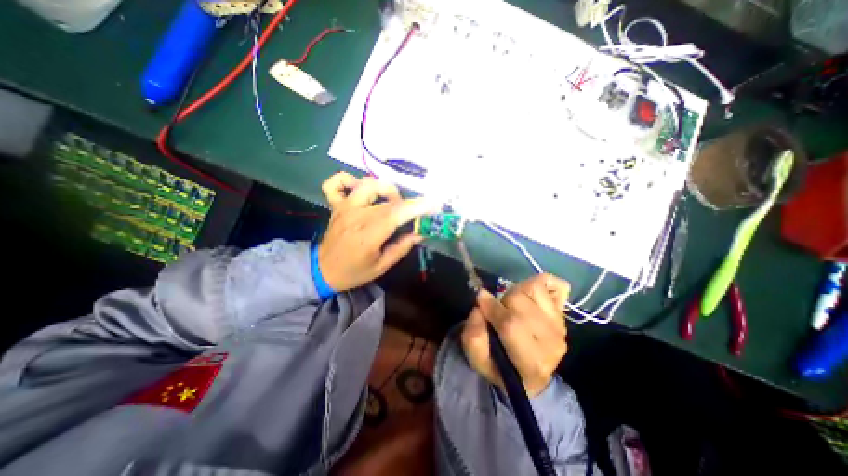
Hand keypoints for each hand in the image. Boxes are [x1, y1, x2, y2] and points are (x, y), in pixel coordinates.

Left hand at [317, 169, 437, 290]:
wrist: (322, 271)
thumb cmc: (353, 272)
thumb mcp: (381, 266)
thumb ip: (401, 247)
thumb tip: (420, 233)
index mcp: (369, 234)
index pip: (397, 213)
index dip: (417, 206)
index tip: (434, 204)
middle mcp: (356, 215)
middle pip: (387, 197)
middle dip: (406, 202)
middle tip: (410, 214)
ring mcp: (344, 207)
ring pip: (367, 183)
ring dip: (385, 189)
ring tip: (390, 201)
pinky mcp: (336, 205)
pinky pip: (337, 183)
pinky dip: (348, 180)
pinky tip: (359, 189)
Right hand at [461, 273, 571, 395]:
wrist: (530, 375)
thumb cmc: (500, 367)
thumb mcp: (478, 361)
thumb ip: (474, 335)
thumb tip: (480, 306)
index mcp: (530, 361)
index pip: (511, 324)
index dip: (492, 307)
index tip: (480, 299)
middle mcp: (551, 342)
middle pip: (520, 301)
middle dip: (503, 301)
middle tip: (497, 309)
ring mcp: (560, 326)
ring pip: (534, 289)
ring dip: (518, 292)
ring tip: (512, 305)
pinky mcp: (563, 315)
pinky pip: (557, 286)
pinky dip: (543, 285)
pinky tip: (531, 296)